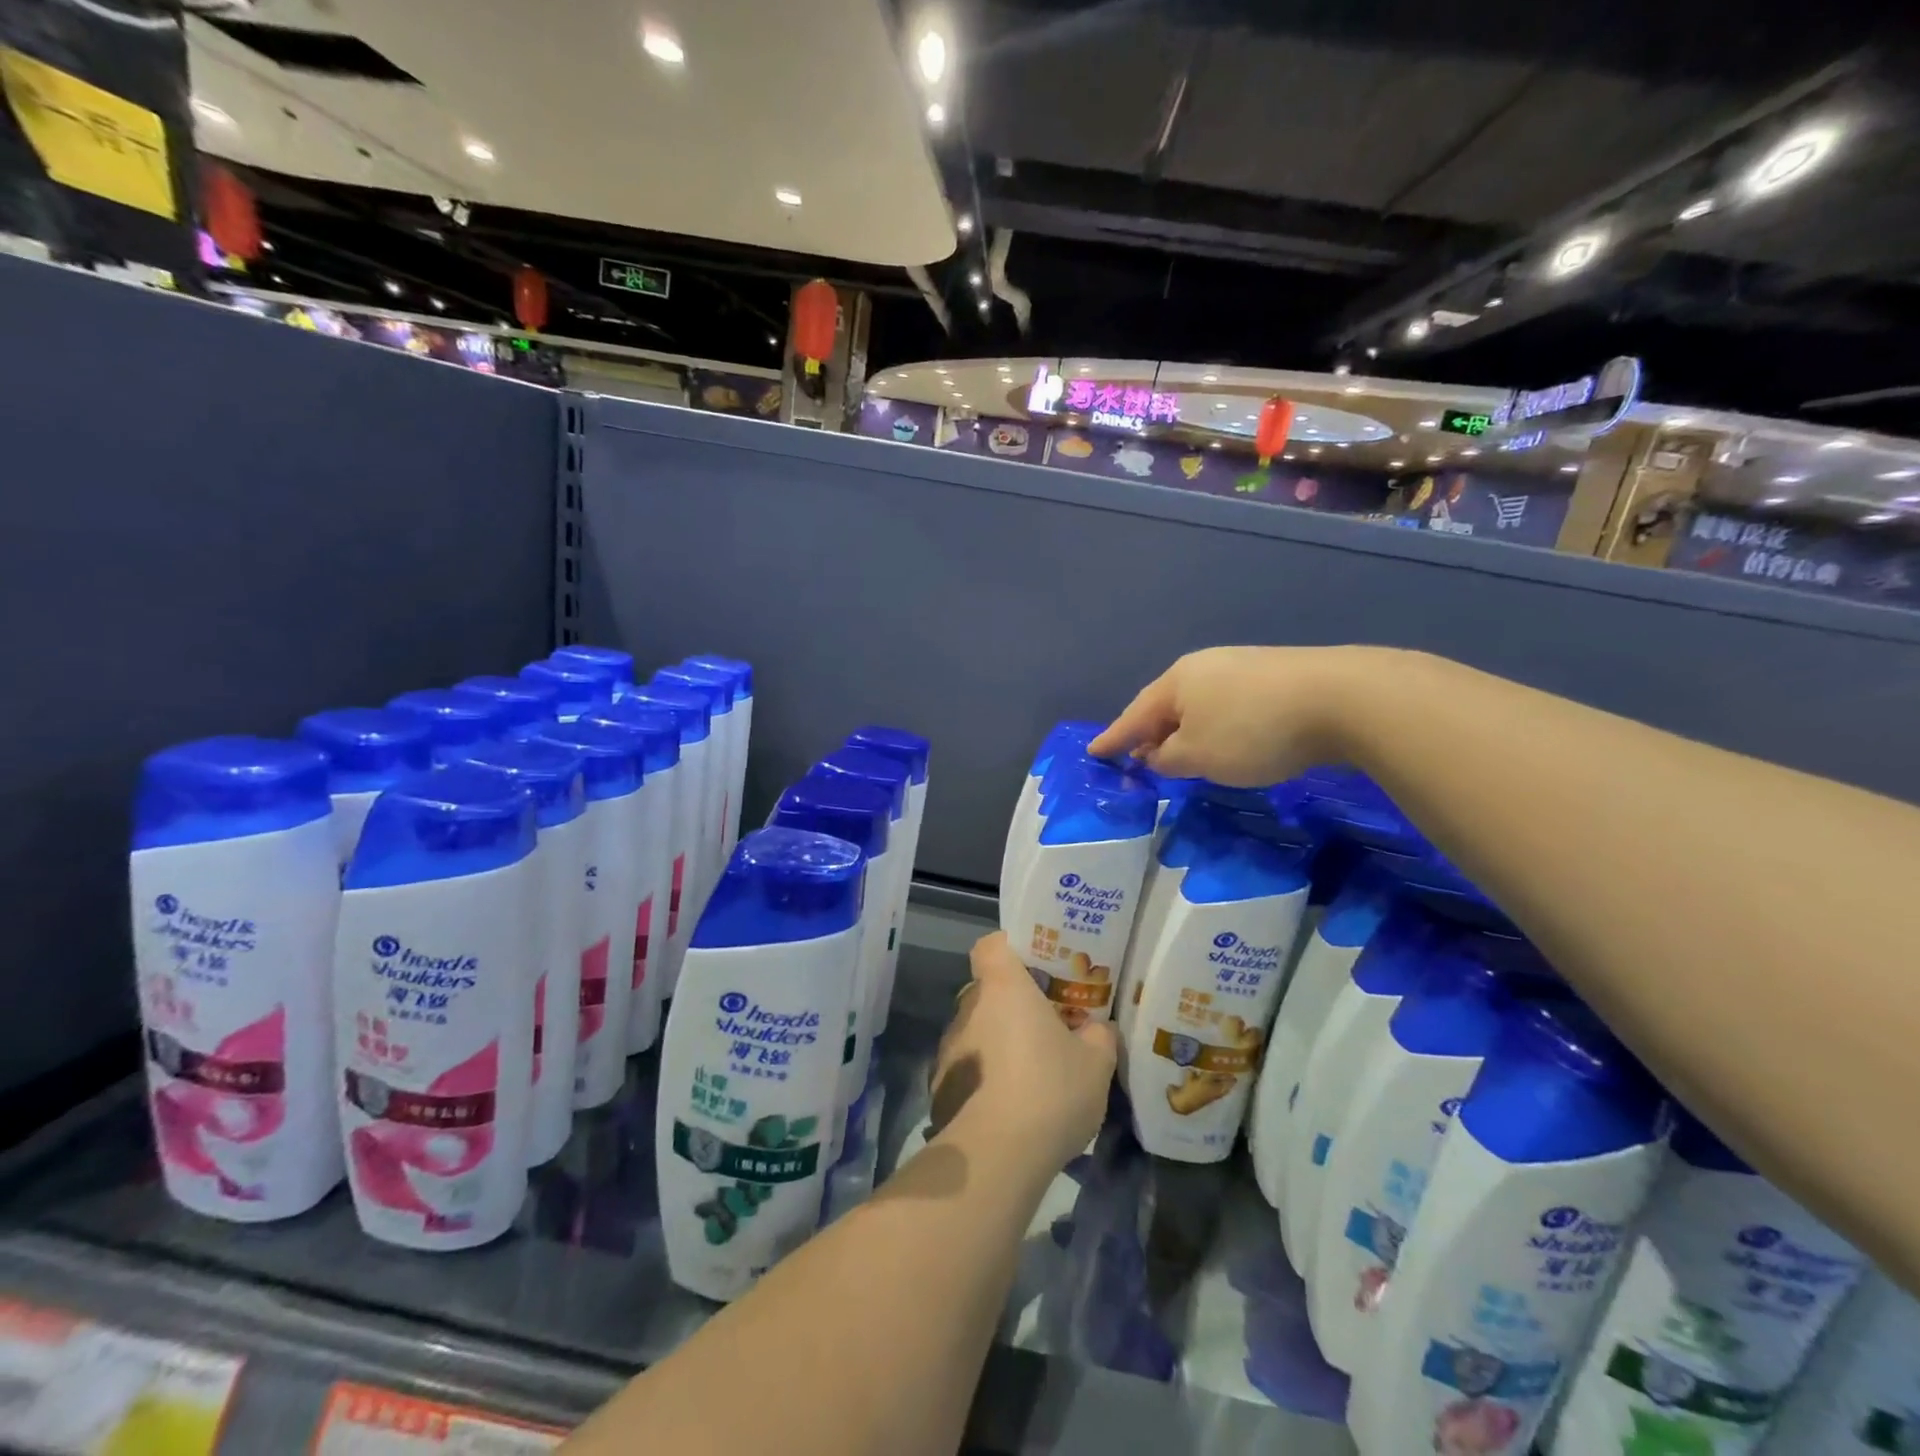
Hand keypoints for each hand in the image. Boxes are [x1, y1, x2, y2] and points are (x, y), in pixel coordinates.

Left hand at [930, 933, 1116, 1172]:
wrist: (996, 1156)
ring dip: (997, 1043)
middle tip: (1044, 1027)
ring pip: (976, 1030)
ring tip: (1029, 1075)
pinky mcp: (940, 1086)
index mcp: (1003, 987)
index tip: (1034, 966)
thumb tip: (1096, 1029)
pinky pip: (967, 1068)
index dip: (1009, 948)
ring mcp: (949, 1047)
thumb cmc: (1049, 1090)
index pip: (991, 945)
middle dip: (1012, 1005)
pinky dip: (984, 1079)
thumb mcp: (1096, 1063)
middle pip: (987, 990)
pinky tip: (1008, 1108)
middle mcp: (969, 1008)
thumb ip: (1098, 1036)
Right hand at [1089, 645, 1383, 784]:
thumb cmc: (1252, 731)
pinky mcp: (1275, 676)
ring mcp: (1242, 666)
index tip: (1094, 752)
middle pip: (1166, 704)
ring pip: (1199, 703)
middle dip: (1151, 732)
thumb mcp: (1198, 756)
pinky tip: (1225, 739)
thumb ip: (1168, 759)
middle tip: (1138, 756)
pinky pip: (1228, 704)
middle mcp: (1204, 666)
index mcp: (1176, 682)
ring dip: (1185, 729)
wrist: (1341, 698)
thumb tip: (1156, 754)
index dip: (1114, 738)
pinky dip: (1216, 725)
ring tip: (1181, 752)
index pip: (1134, 715)